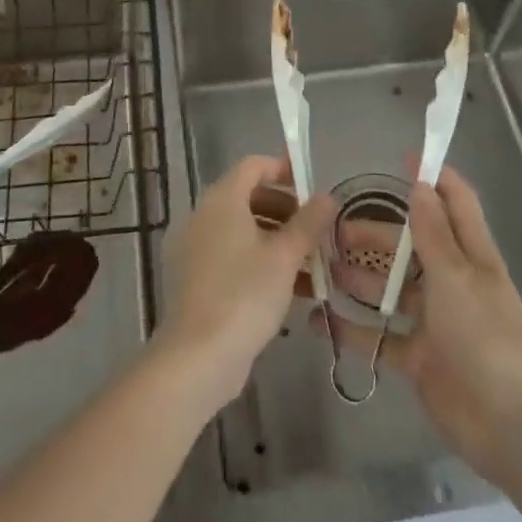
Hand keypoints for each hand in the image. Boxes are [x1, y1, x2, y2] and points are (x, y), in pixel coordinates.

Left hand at [154, 154, 334, 407]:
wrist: (198, 356)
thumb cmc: (245, 294)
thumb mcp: (285, 257)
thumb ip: (309, 223)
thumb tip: (328, 196)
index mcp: (221, 199)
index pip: (253, 166)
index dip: (283, 170)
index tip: (311, 189)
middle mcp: (202, 214)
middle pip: (248, 197)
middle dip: (285, 210)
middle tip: (315, 232)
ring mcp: (194, 247)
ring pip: (241, 230)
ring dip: (275, 240)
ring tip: (309, 266)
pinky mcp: (194, 277)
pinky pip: (229, 255)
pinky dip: (256, 261)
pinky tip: (286, 290)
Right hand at [323, 166, 521, 485]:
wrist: (507, 423)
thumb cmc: (484, 335)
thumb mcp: (456, 274)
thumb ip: (433, 230)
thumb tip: (420, 183)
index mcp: (470, 256)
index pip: (456, 203)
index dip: (434, 178)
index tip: (403, 159)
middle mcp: (452, 283)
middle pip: (411, 246)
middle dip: (377, 234)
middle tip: (336, 229)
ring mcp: (434, 322)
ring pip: (392, 290)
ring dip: (361, 279)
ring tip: (324, 270)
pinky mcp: (419, 357)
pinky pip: (380, 337)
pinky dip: (353, 330)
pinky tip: (321, 321)